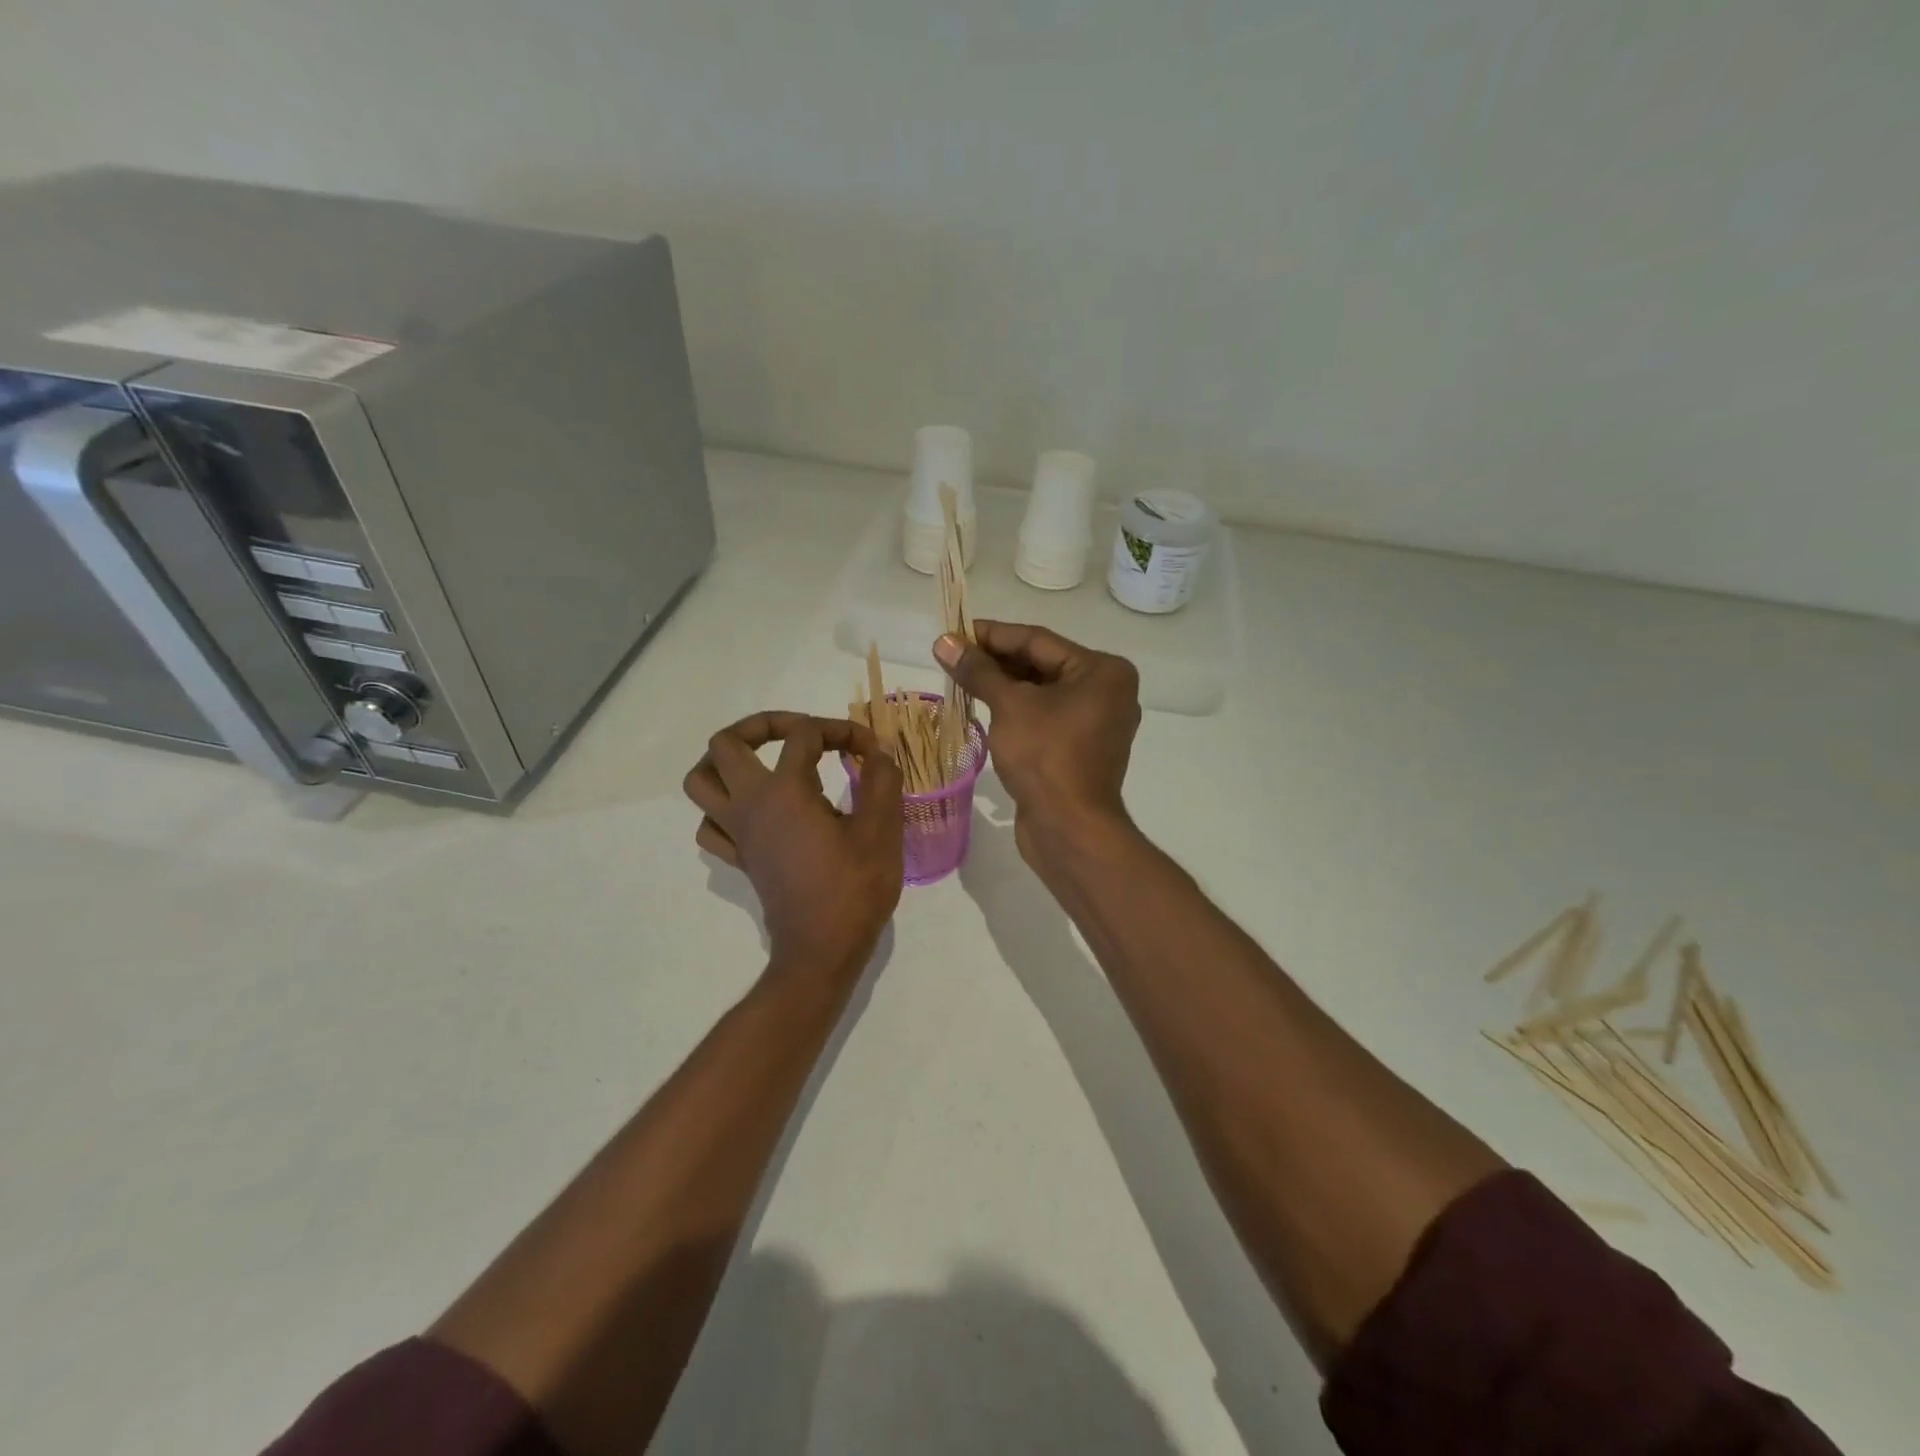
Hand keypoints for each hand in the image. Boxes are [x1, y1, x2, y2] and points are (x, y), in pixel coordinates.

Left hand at [683, 712, 903, 978]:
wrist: (822, 950)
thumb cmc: (854, 888)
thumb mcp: (881, 829)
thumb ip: (882, 780)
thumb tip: (878, 751)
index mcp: (785, 790)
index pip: (805, 734)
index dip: (840, 730)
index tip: (870, 750)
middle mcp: (750, 804)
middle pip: (725, 744)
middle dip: (761, 726)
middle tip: (799, 736)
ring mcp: (738, 833)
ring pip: (700, 781)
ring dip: (727, 763)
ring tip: (765, 763)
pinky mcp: (739, 858)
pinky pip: (710, 823)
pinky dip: (725, 808)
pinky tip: (758, 812)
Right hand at [934, 621, 1140, 862]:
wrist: (1070, 829)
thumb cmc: (1046, 757)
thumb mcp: (1009, 706)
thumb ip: (978, 671)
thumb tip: (944, 641)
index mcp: (1103, 671)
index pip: (1038, 641)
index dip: (992, 635)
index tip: (954, 631)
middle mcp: (1107, 692)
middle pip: (1042, 664)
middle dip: (996, 661)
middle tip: (952, 656)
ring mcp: (1097, 723)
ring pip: (1042, 693)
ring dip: (1003, 685)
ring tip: (961, 678)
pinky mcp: (1081, 750)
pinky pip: (1046, 717)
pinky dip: (1017, 710)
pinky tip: (984, 706)